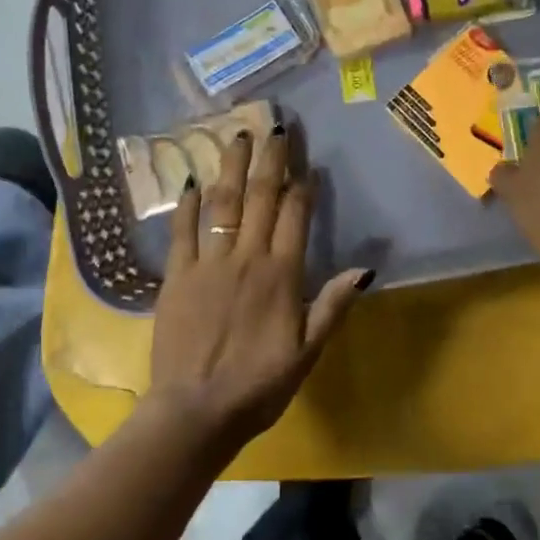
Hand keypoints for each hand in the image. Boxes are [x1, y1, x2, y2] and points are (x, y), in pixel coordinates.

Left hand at [147, 126, 371, 448]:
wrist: (195, 411)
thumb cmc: (258, 386)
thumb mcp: (307, 353)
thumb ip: (332, 307)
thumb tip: (363, 269)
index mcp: (281, 276)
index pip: (295, 216)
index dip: (302, 187)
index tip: (307, 165)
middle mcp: (246, 258)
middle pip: (260, 198)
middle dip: (270, 160)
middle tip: (275, 128)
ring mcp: (208, 263)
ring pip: (223, 204)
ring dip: (231, 167)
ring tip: (237, 136)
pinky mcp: (176, 275)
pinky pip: (182, 231)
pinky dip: (188, 205)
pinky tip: (191, 181)